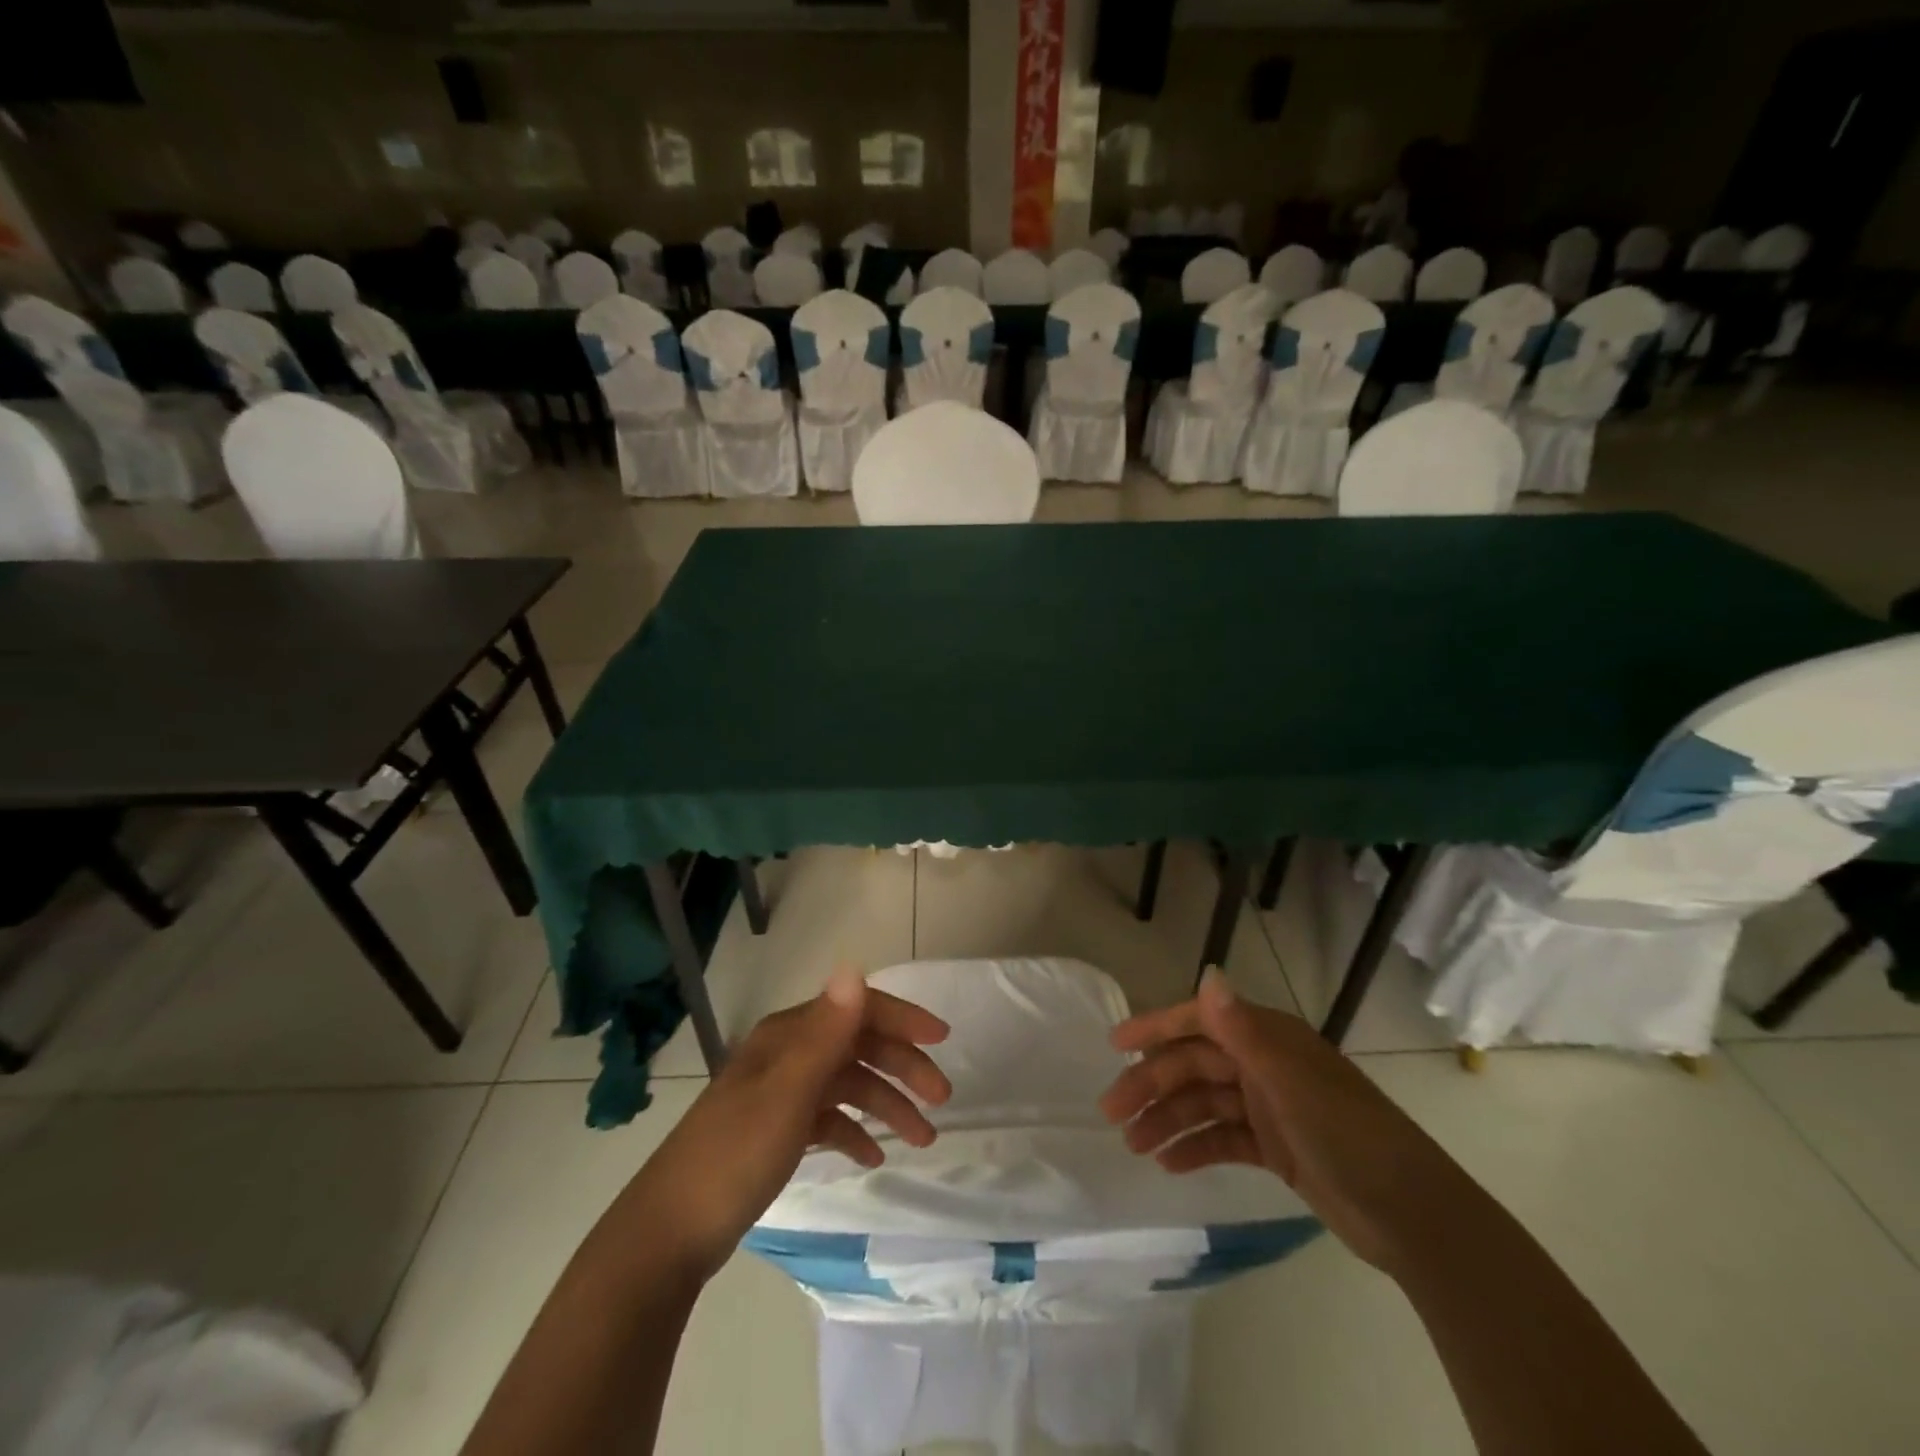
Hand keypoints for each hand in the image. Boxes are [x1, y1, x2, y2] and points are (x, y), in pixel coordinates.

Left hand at [619, 967, 951, 1279]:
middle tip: (941, 1098)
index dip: (902, 1018)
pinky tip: (873, 1156)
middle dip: (902, 1066)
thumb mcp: (787, 1093)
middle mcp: (786, 1055)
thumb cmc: (734, 1156)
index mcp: (788, 1036)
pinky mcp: (775, 1132)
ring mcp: (779, 1094)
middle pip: (856, 1046)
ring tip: (923, 1139)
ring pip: (846, 1084)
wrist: (667, 1235)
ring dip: (886, 1104)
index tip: (943, 1040)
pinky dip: (854, 1132)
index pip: (856, 1010)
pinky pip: (827, 1119)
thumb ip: (826, 1032)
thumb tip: (855, 968)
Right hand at [1099, 967, 1474, 1272]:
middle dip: (1152, 1085)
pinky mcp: (1276, 1147)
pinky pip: (1224, 1138)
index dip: (1156, 1028)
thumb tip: (1207, 971)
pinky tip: (1169, 1164)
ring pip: (1204, 1104)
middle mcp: (1264, 1064)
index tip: (1116, 1044)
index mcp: (1267, 1038)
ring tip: (1134, 1146)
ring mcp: (1270, 1106)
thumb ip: (1242, 1029)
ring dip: (1168, 1120)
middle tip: (1112, 1113)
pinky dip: (1196, 1148)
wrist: (1412, 1217)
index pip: (1199, 1022)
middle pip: (1195, 1066)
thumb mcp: (1290, 1080)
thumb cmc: (1347, 1136)